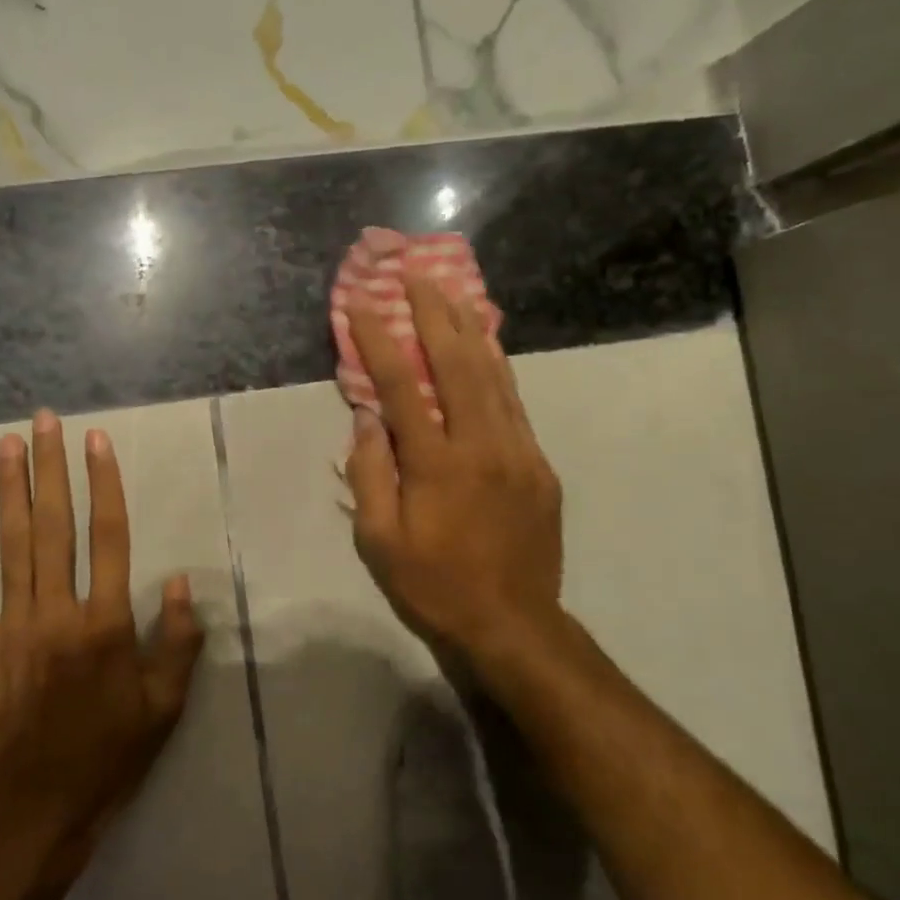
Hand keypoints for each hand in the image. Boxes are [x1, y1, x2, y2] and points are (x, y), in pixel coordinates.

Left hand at [0, 410, 205, 844]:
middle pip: (55, 527)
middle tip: (45, 421)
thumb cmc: (111, 753)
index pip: (109, 537)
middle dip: (51, 469)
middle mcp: (58, 613)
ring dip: (10, 491)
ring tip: (7, 445)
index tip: (97, 442)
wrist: (38, 808)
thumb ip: (179, 641)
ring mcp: (12, 627)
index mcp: (106, 624)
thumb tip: (181, 581)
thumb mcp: (165, 705)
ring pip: (13, 546)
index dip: (104, 485)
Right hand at [345, 272, 567, 679]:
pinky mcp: (539, 465)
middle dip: (433, 313)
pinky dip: (497, 367)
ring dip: (468, 329)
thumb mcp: (379, 541)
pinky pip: (514, 404)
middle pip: (457, 363)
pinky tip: (485, 347)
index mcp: (436, 464)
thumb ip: (369, 474)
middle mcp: (481, 445)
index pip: (402, 386)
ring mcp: (518, 452)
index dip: (378, 340)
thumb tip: (365, 419)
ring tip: (451, 292)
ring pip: (493, 375)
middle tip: (416, 275)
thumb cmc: (433, 585)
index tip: (360, 304)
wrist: (513, 624)